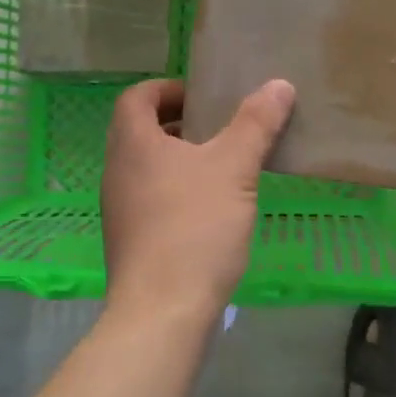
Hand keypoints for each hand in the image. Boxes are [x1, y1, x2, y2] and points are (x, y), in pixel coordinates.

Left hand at [100, 77, 295, 323]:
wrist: (162, 312)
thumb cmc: (195, 227)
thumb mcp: (234, 168)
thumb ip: (256, 123)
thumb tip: (279, 84)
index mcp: (133, 143)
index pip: (137, 96)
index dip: (168, 88)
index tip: (203, 97)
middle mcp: (117, 170)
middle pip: (139, 130)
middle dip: (178, 122)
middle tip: (218, 127)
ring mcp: (119, 209)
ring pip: (145, 166)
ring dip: (178, 158)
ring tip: (221, 166)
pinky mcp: (129, 240)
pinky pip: (149, 198)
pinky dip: (175, 189)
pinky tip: (210, 210)